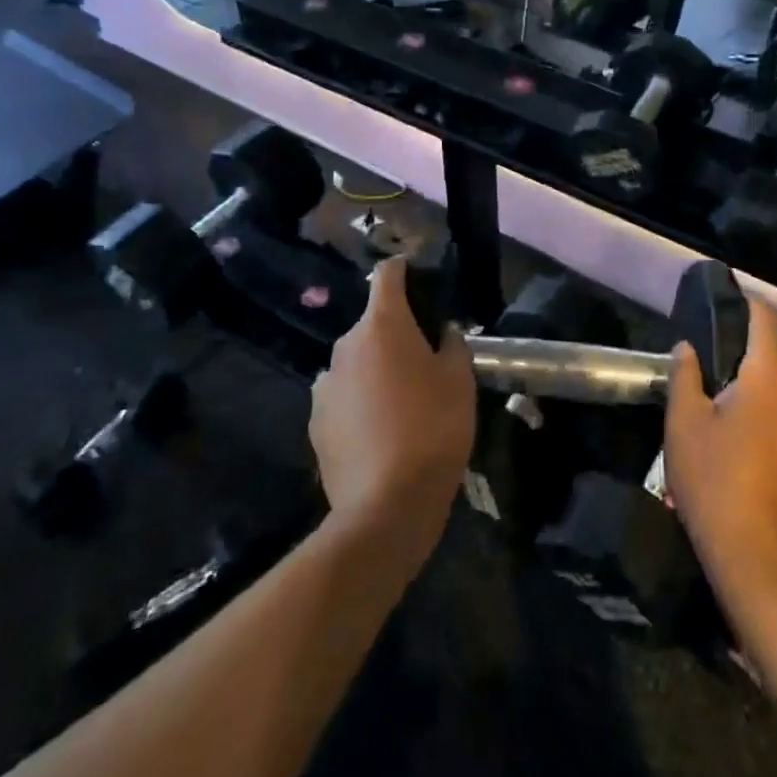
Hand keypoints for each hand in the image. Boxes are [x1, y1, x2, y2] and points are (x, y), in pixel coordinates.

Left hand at [311, 259, 474, 566]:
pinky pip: (343, 395)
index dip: (404, 271)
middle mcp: (346, 345)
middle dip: (396, 332)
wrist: (386, 504)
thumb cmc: (433, 428)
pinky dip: (360, 400)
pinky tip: (380, 430)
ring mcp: (325, 384)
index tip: (420, 282)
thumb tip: (442, 332)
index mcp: (382, 325)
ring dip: (376, 368)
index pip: (387, 275)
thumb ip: (451, 345)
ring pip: (357, 361)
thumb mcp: (460, 381)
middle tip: (425, 359)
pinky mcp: (315, 421)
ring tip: (402, 401)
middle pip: (372, 323)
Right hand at [663, 299, 776, 609]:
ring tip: (718, 435)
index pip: (767, 320)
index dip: (749, 303)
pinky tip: (742, 466)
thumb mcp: (683, 425)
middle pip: (769, 366)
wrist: (761, 563)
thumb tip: (688, 349)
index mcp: (768, 380)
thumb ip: (685, 377)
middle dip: (738, 369)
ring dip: (752, 406)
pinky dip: (767, 435)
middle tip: (703, 388)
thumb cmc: (715, 482)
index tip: (729, 300)